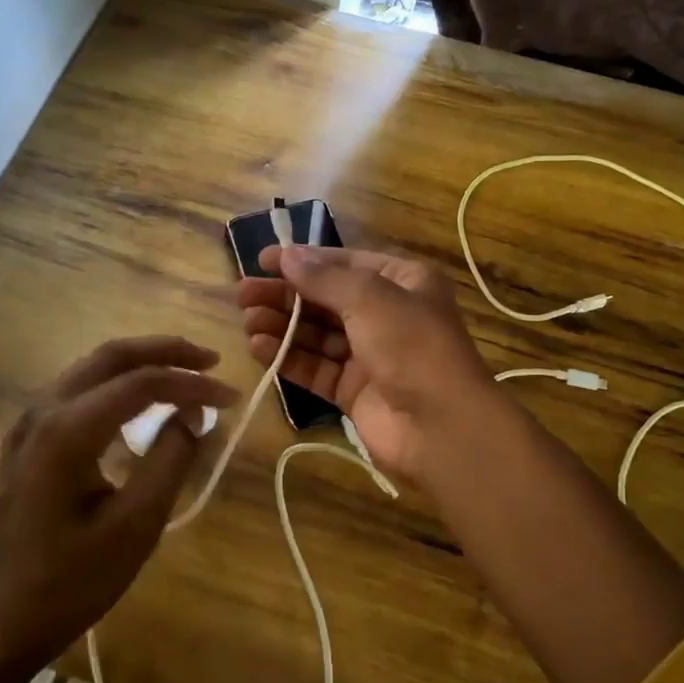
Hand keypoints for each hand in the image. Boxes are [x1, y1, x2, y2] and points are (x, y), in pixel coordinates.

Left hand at [0, 337, 237, 670]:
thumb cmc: (69, 582)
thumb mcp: (135, 526)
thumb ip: (171, 460)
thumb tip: (195, 416)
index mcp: (68, 430)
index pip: (142, 383)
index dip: (192, 383)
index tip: (232, 396)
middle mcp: (43, 411)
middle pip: (111, 356)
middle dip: (166, 351)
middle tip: (211, 362)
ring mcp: (28, 424)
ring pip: (92, 367)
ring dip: (141, 363)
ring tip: (185, 374)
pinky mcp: (27, 440)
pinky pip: (78, 390)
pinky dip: (117, 383)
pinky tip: (141, 404)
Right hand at [236, 245, 499, 482]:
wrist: (440, 426)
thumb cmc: (411, 345)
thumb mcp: (370, 297)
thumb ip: (325, 278)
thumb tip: (288, 256)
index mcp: (403, 282)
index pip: (345, 263)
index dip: (304, 260)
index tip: (262, 260)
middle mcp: (387, 314)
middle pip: (326, 299)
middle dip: (285, 295)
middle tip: (243, 293)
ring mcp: (370, 355)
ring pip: (317, 334)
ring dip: (282, 325)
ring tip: (247, 319)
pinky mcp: (353, 390)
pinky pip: (315, 367)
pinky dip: (288, 357)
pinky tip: (259, 347)